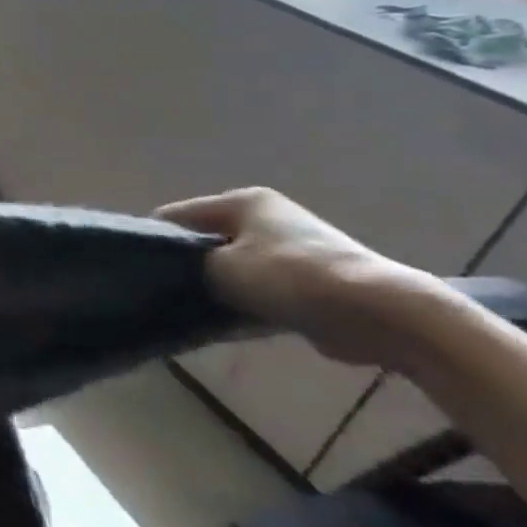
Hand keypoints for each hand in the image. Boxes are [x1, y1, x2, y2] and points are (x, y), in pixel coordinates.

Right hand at [156, 187, 442, 365]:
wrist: (385, 314)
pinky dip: (249, 305)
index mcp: (243, 201)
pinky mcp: (313, 283)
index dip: (155, 241)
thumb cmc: (290, 277)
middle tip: (167, 293)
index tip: (141, 271)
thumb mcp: (219, 268)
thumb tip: (174, 271)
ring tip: (195, 311)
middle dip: (190, 266)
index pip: (177, 216)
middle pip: (208, 241)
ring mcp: (294, 250)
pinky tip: (230, 325)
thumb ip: (188, 265)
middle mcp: (268, 218)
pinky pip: (264, 291)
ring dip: (221, 288)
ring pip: (236, 268)